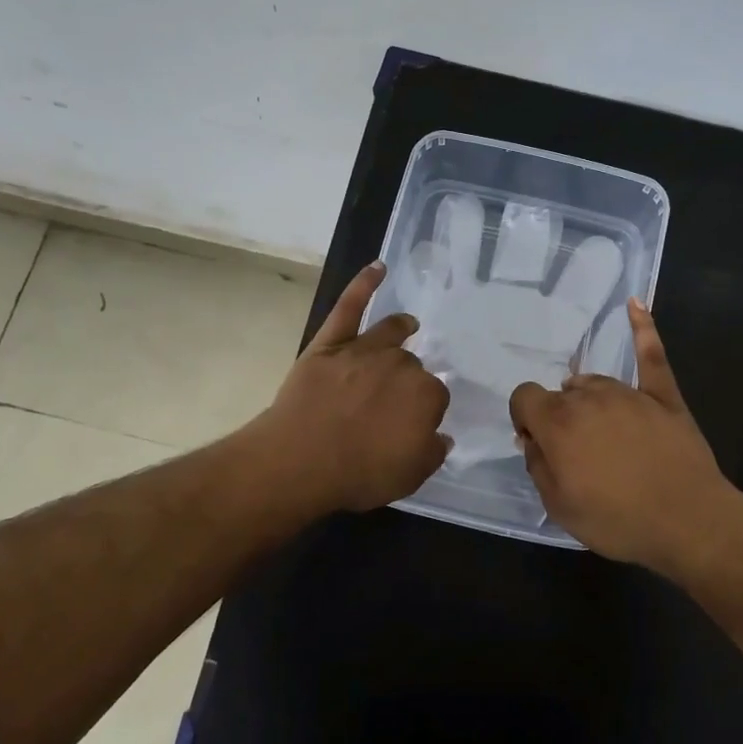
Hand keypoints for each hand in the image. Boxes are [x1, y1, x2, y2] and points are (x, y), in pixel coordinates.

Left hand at [259, 261, 450, 514]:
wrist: (301, 460)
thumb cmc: (359, 473)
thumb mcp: (410, 476)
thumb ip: (433, 452)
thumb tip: (441, 436)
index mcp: (426, 395)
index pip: (435, 395)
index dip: (424, 410)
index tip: (413, 423)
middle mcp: (401, 365)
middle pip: (412, 364)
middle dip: (408, 377)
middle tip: (393, 398)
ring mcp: (364, 349)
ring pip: (391, 333)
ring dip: (401, 328)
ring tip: (408, 325)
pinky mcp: (331, 342)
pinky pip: (349, 306)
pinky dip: (363, 284)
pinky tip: (378, 267)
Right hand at [509, 301, 742, 573]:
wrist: (688, 522)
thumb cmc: (617, 520)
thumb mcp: (559, 507)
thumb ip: (537, 465)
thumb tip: (531, 439)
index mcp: (557, 423)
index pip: (524, 397)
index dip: (525, 418)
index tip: (537, 444)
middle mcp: (589, 397)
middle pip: (561, 394)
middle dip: (559, 417)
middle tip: (577, 453)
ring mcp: (629, 393)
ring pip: (594, 382)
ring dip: (588, 400)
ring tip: (601, 433)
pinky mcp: (664, 395)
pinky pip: (651, 354)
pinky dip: (643, 327)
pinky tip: (636, 303)